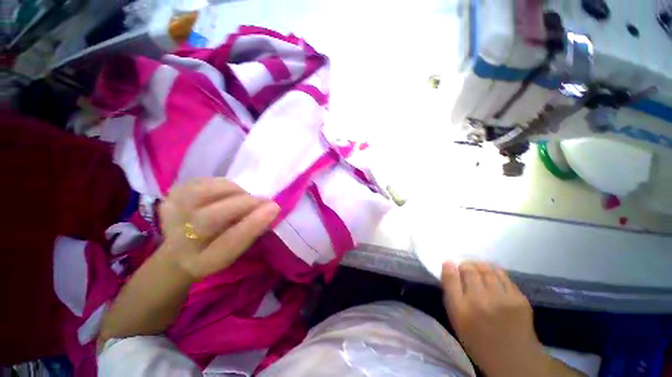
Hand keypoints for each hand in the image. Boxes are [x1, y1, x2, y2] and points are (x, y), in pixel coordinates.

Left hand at [158, 178, 279, 280]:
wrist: (181, 250)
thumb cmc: (218, 249)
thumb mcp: (237, 250)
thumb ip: (251, 231)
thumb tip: (270, 207)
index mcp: (202, 262)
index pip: (228, 243)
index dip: (252, 224)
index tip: (274, 208)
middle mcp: (180, 242)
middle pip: (209, 217)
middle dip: (244, 203)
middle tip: (262, 200)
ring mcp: (170, 215)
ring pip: (202, 193)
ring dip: (233, 191)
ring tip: (242, 197)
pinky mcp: (170, 196)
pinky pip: (201, 182)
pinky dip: (221, 184)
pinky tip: (226, 193)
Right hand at [441, 261, 545, 376]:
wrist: (514, 360)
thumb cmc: (479, 340)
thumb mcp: (457, 320)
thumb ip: (451, 294)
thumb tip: (448, 268)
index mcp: (460, 310)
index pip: (450, 277)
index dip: (448, 266)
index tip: (449, 264)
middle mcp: (479, 301)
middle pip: (468, 269)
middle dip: (464, 266)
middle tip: (465, 269)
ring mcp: (501, 299)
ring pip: (485, 269)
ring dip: (479, 266)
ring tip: (479, 270)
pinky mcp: (519, 298)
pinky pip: (503, 275)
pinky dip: (495, 272)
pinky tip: (493, 276)